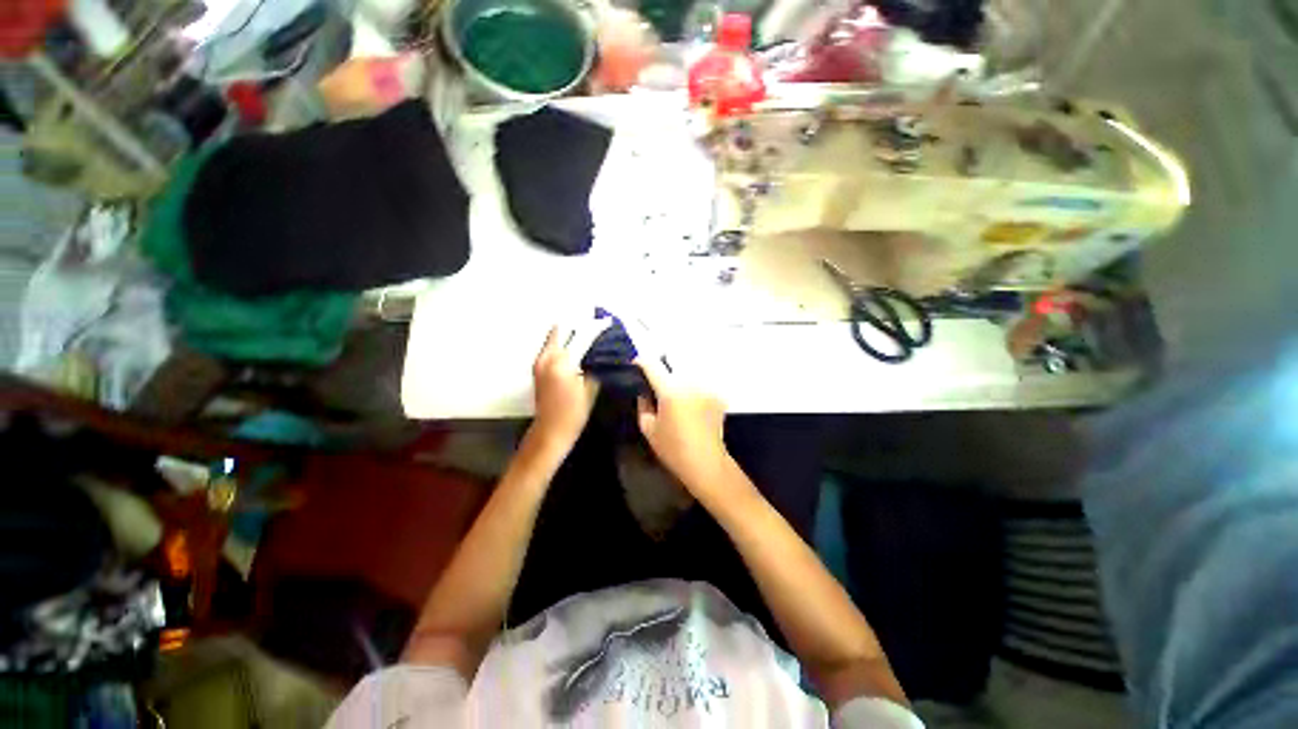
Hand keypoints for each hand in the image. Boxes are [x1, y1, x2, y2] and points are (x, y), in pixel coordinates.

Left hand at [531, 319, 609, 450]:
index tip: (606, 321)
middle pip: (563, 331)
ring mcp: (539, 362)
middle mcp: (546, 358)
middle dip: (580, 326)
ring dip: (571, 333)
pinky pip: (552, 348)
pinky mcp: (538, 369)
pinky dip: (564, 344)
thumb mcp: (589, 388)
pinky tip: (578, 348)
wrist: (550, 431)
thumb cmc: (572, 413)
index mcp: (561, 362)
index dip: (594, 327)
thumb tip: (602, 352)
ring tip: (589, 333)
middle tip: (596, 323)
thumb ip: (594, 366)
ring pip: (556, 338)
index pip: (580, 336)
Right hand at [634, 354, 733, 496]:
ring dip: (679, 378)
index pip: (652, 364)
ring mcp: (706, 387)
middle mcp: (690, 382)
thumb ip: (643, 405)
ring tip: (676, 393)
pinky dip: (694, 388)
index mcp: (670, 390)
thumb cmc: (673, 448)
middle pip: (672, 363)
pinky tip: (691, 402)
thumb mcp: (648, 429)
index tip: (637, 364)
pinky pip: (701, 383)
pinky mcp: (718, 395)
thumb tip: (644, 392)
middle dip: (663, 369)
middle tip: (657, 381)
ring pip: (688, 372)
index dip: (642, 361)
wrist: (706, 462)